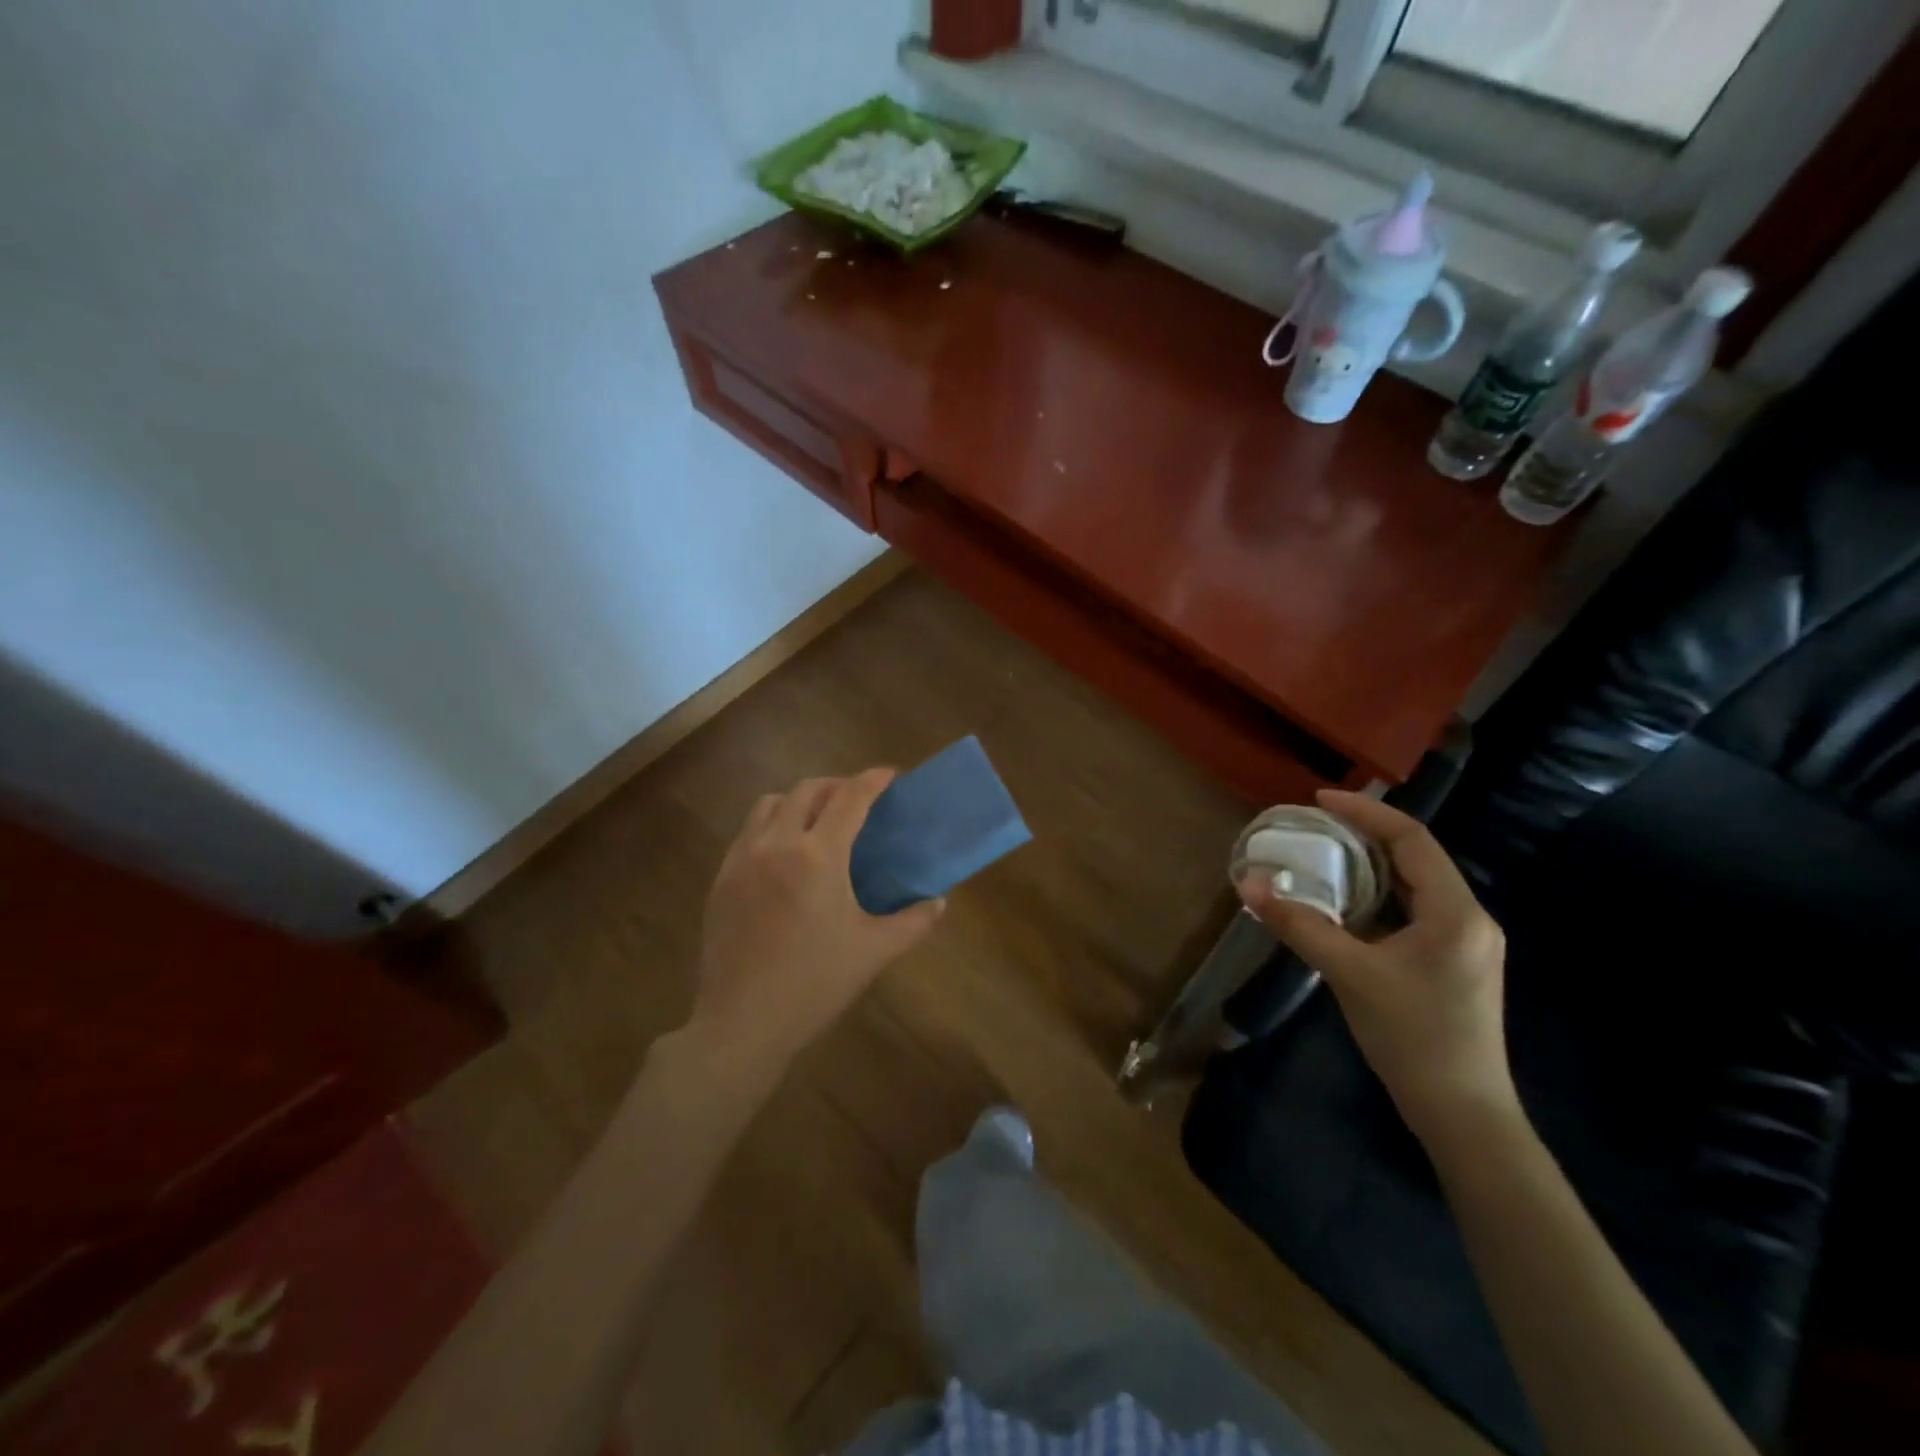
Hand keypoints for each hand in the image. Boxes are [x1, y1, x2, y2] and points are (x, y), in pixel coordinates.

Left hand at [692, 769, 944, 1065]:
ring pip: (770, 803)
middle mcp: (777, 844)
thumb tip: (939, 902)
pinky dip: (771, 824)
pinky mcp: (722, 878)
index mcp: (818, 856)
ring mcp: (742, 859)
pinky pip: (747, 831)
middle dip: (837, 785)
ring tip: (818, 820)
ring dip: (799, 800)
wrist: (743, 1021)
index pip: (849, 798)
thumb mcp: (874, 952)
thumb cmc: (815, 984)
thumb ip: (913, 922)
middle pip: (808, 790)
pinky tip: (783, 853)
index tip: (890, 775)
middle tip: (858, 800)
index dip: (872, 780)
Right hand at [1237, 789, 1516, 1147]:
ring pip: (1415, 884)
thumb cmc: (1412, 1037)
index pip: (1412, 839)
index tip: (1319, 800)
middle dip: (1365, 835)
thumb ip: (1300, 924)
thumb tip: (1248, 884)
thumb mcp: (1349, 974)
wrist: (1463, 1113)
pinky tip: (1348, 903)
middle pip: (1416, 857)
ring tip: (1325, 855)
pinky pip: (1415, 910)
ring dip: (1371, 865)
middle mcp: (1469, 918)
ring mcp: (1466, 942)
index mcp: (1456, 912)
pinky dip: (1379, 895)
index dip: (1365, 813)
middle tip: (1315, 826)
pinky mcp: (1455, 962)